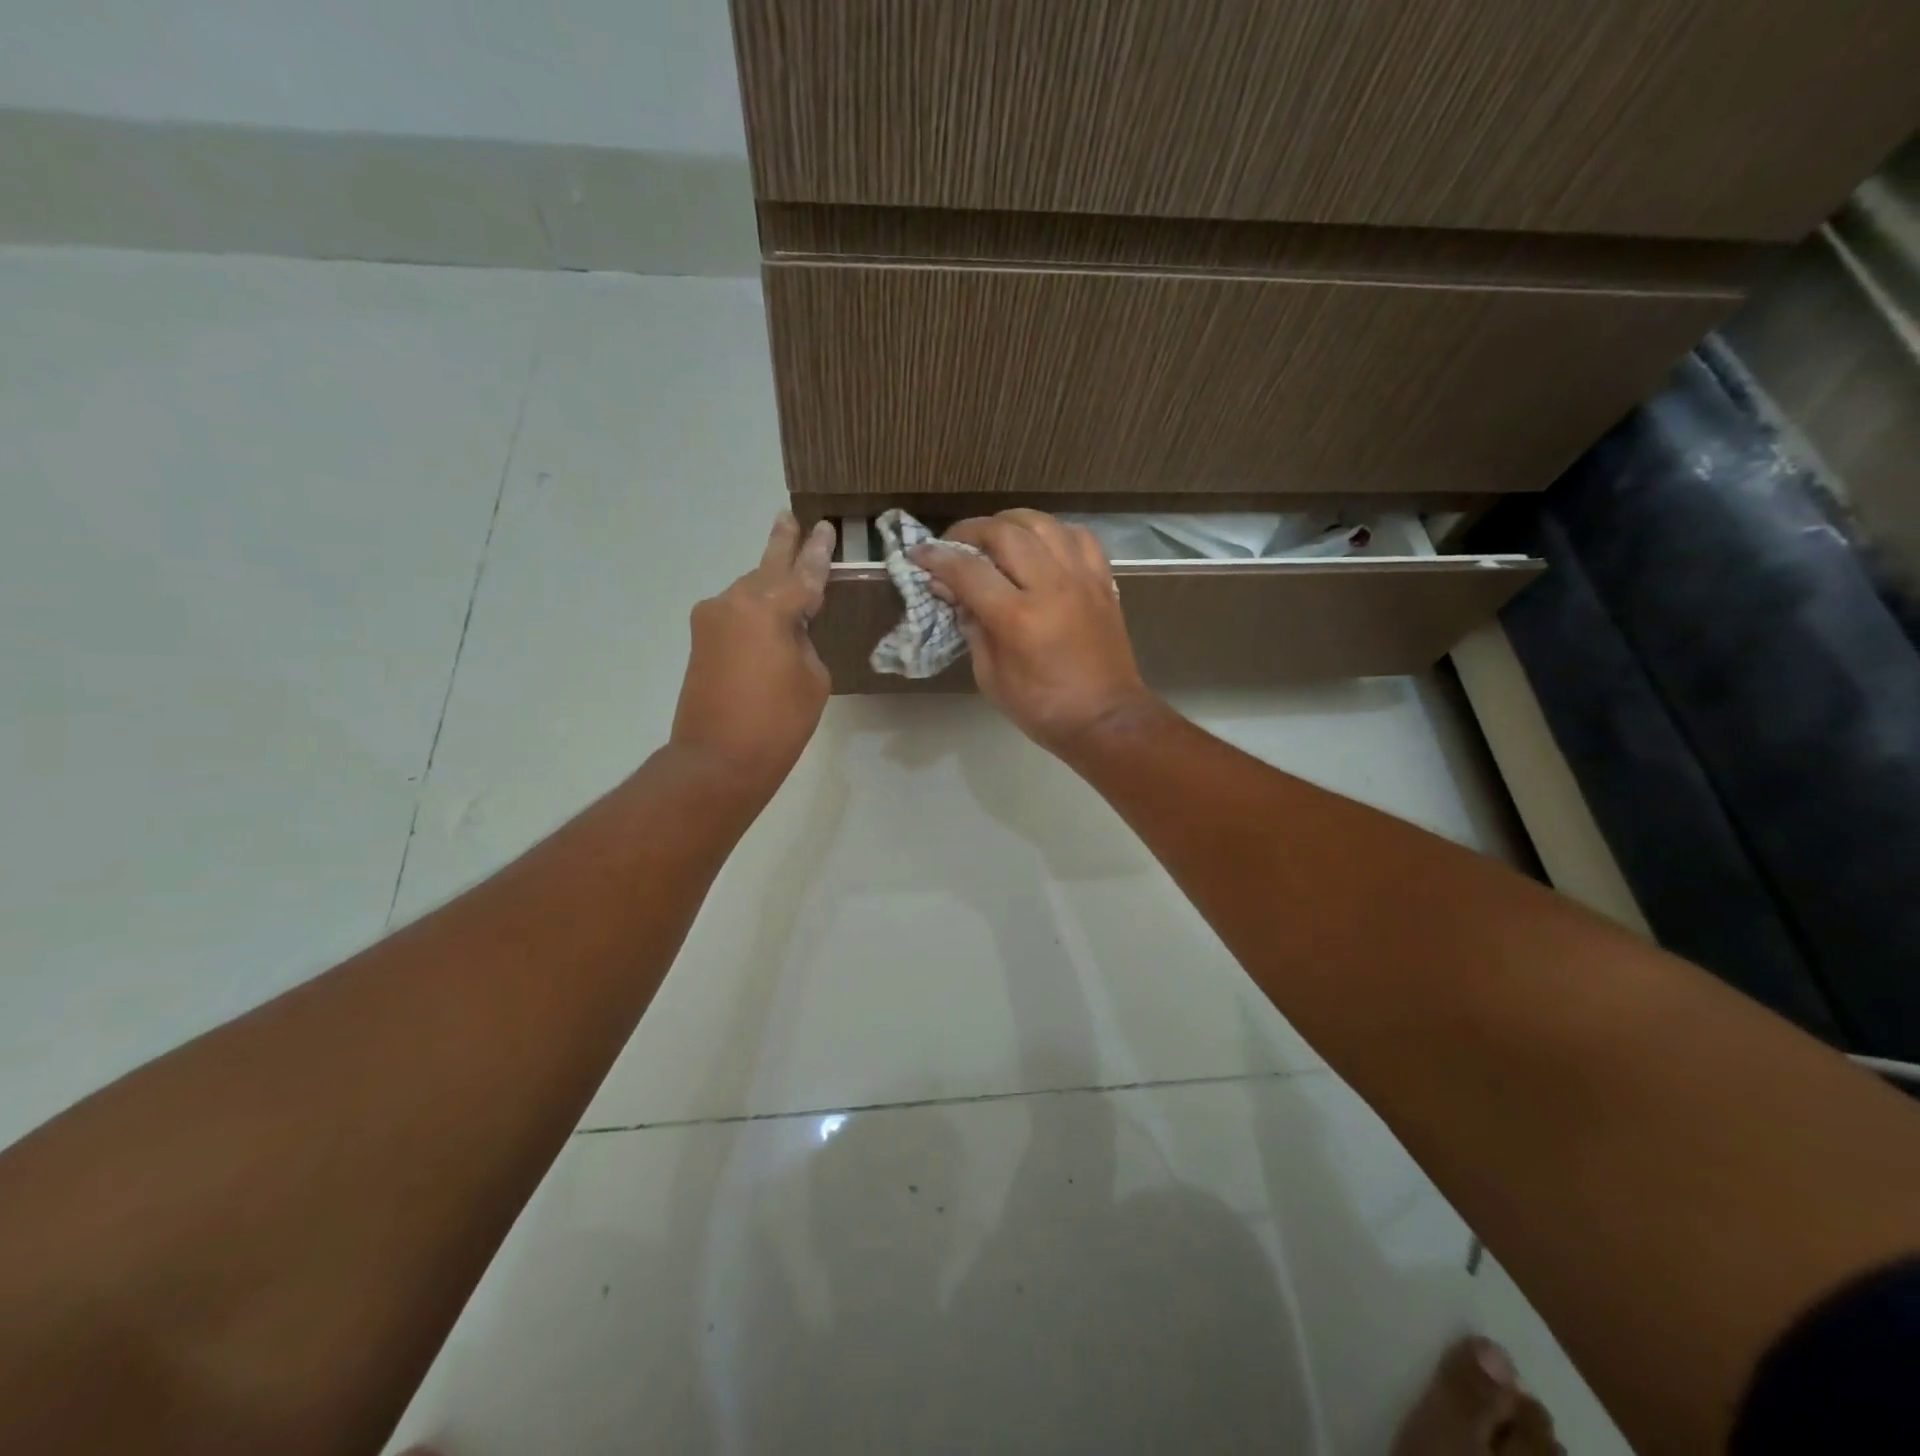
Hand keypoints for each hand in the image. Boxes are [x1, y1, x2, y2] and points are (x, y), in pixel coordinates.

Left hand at [670, 512, 835, 795]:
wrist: (717, 762)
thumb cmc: (777, 723)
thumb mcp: (813, 678)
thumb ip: (803, 641)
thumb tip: (787, 631)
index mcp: (768, 607)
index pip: (805, 573)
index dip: (819, 551)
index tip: (825, 527)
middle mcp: (734, 602)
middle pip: (767, 567)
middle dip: (783, 544)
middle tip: (789, 517)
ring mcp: (712, 620)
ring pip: (749, 591)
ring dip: (769, 583)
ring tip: (788, 569)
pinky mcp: (701, 641)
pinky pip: (736, 615)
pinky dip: (755, 610)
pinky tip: (771, 614)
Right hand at [912, 509, 1159, 754]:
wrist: (1106, 719)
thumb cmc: (1042, 708)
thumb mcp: (990, 677)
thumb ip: (972, 629)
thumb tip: (955, 594)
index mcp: (1018, 618)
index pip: (968, 570)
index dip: (937, 558)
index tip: (919, 555)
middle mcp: (1051, 586)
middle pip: (1005, 533)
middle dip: (970, 531)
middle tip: (953, 545)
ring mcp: (1081, 579)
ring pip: (1042, 523)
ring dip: (1010, 522)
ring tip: (993, 537)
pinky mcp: (1102, 581)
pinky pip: (1077, 536)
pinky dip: (1052, 532)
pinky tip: (1039, 545)